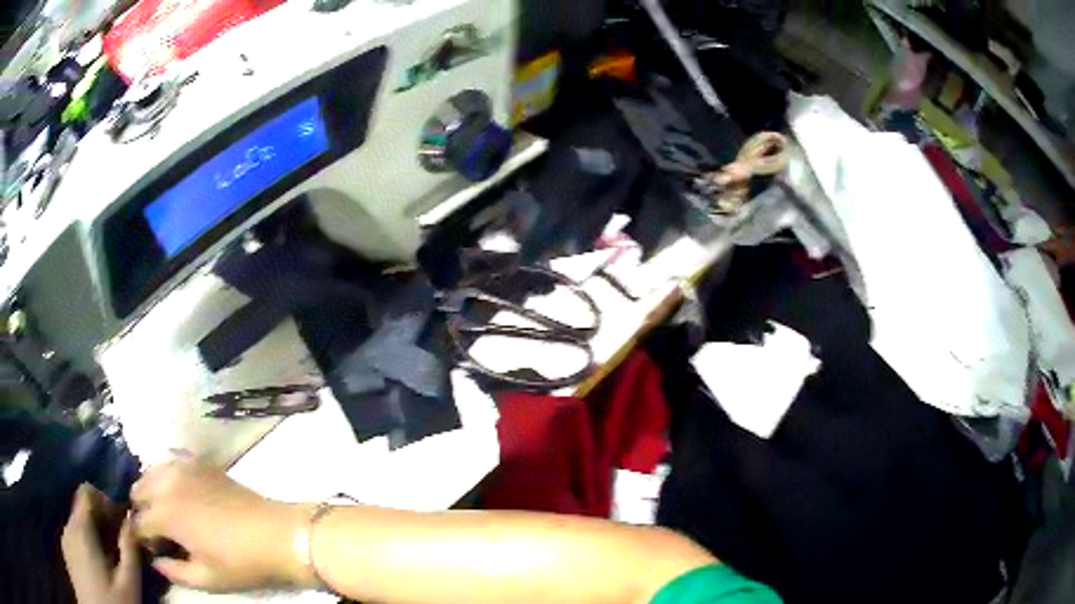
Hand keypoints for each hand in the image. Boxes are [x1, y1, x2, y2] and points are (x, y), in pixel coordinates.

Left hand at [61, 484, 139, 603]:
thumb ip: (129, 550)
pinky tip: (101, 571)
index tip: (122, 522)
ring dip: (96, 536)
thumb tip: (131, 519)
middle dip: (103, 522)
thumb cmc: (112, 603)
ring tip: (113, 562)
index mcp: (81, 528)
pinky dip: (88, 546)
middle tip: (122, 546)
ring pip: (78, 526)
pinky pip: (75, 539)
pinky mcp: (67, 554)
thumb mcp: (128, 584)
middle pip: (82, 509)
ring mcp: (65, 540)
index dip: (105, 499)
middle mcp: (68, 526)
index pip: (87, 491)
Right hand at [131, 458, 307, 591]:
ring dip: (150, 489)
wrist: (278, 535)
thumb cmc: (241, 563)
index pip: (138, 522)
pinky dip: (166, 474)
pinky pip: (171, 461)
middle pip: (138, 490)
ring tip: (165, 511)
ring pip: (151, 472)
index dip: (141, 538)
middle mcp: (167, 483)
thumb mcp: (207, 578)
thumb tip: (155, 562)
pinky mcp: (200, 462)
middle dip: (142, 510)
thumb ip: (174, 571)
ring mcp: (183, 467)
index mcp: (165, 513)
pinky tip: (178, 490)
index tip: (152, 549)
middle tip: (158, 531)